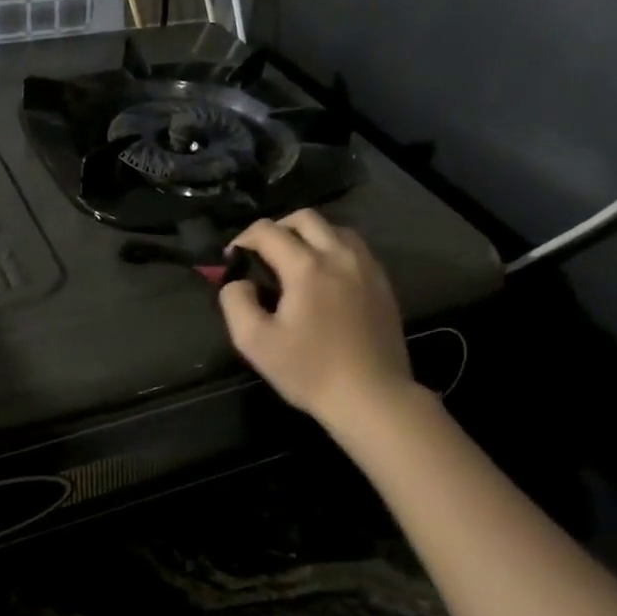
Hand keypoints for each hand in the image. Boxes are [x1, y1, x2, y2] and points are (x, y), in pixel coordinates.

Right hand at [219, 211, 416, 430]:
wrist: (372, 397)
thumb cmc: (310, 371)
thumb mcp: (255, 342)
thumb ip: (236, 302)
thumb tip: (238, 282)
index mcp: (307, 267)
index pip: (267, 231)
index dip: (243, 239)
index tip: (234, 261)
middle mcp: (339, 256)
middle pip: (305, 218)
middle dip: (277, 228)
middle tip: (263, 255)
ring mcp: (367, 268)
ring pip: (335, 229)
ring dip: (309, 236)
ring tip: (295, 262)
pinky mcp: (383, 284)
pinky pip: (355, 249)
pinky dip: (333, 250)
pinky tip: (325, 278)